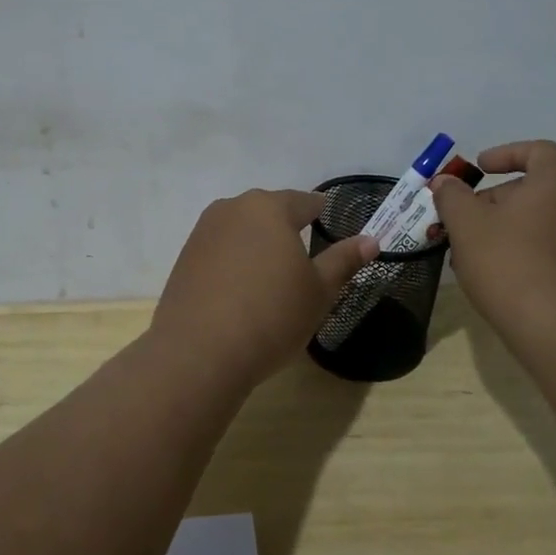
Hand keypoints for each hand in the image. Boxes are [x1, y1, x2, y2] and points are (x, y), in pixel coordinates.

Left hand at [149, 189, 377, 390]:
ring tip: (271, 277)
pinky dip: (234, 263)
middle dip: (287, 230)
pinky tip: (241, 292)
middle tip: (303, 259)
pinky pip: (220, 251)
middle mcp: (232, 209)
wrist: (199, 352)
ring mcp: (203, 232)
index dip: (321, 215)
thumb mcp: (318, 292)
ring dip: (258, 246)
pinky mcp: (184, 258)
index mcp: (269, 208)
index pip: (305, 202)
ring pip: (241, 230)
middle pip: (269, 212)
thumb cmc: (271, 316)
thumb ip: (344, 260)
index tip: (330, 227)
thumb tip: (371, 240)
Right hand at [430, 140, 555, 343]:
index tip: (479, 169)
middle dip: (493, 199)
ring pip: (537, 220)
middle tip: (462, 218)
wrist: (554, 328)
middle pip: (533, 188)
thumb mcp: (466, 224)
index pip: (539, 151)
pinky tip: (492, 274)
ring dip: (502, 227)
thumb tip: (445, 182)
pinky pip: (547, 246)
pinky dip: (519, 249)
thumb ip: (451, 196)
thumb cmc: (507, 263)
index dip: (506, 153)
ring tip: (469, 251)